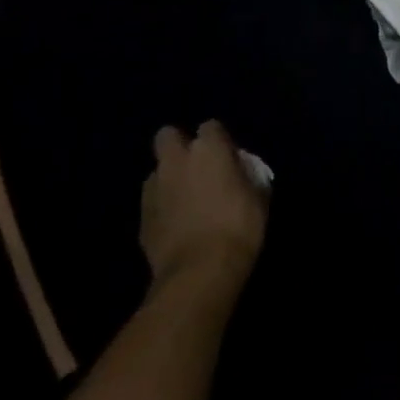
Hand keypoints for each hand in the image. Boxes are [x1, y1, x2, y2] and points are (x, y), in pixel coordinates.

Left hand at [139, 121, 268, 294]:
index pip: (210, 126)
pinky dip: (161, 207)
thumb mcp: (258, 196)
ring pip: (157, 170)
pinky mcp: (142, 217)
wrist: (200, 273)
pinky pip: (152, 201)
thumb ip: (246, 174)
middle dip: (178, 146)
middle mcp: (177, 160)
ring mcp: (155, 188)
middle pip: (168, 136)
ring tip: (184, 200)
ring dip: (169, 179)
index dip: (218, 141)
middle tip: (195, 167)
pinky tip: (175, 224)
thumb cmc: (238, 227)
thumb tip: (239, 170)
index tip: (227, 157)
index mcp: (209, 149)